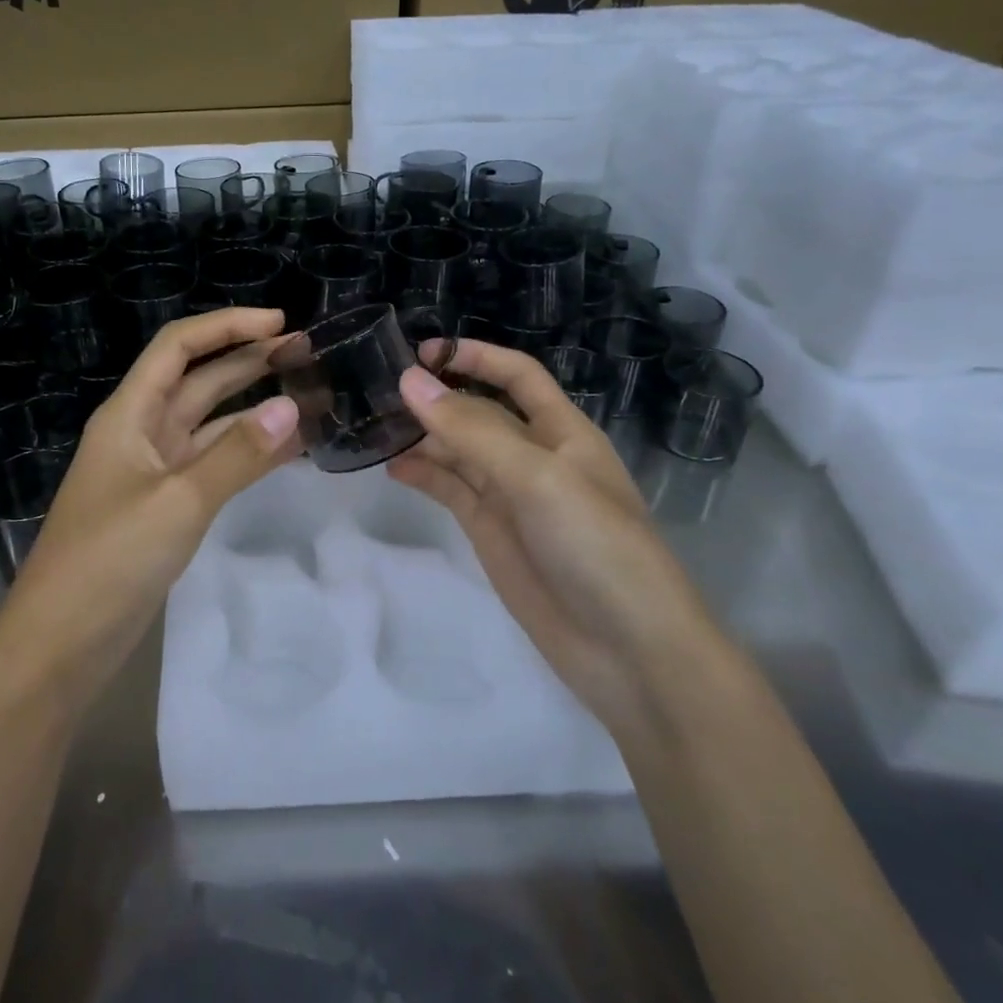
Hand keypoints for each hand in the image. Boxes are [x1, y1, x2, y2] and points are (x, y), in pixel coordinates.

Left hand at [0, 308, 300, 703]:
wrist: (60, 643)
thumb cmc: (108, 561)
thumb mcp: (177, 502)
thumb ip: (237, 455)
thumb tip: (292, 408)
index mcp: (130, 415)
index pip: (178, 347)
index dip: (227, 326)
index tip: (281, 324)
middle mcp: (142, 433)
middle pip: (198, 380)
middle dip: (248, 361)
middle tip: (307, 354)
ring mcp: (155, 472)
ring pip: (211, 424)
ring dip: (254, 408)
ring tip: (310, 397)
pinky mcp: (167, 507)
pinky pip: (214, 465)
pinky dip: (249, 454)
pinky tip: (290, 451)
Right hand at [386, 340, 714, 725]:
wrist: (628, 650)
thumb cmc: (595, 546)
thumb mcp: (537, 477)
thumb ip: (472, 430)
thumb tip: (410, 380)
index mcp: (562, 431)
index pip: (517, 376)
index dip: (475, 357)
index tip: (421, 352)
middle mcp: (534, 456)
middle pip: (479, 413)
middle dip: (438, 398)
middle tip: (378, 390)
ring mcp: (510, 497)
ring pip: (459, 452)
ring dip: (423, 436)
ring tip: (374, 426)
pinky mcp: (490, 533)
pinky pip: (451, 491)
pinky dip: (423, 476)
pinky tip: (392, 468)